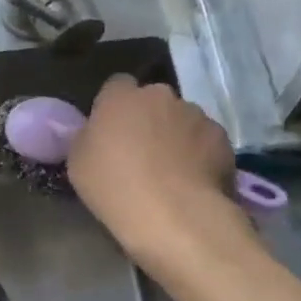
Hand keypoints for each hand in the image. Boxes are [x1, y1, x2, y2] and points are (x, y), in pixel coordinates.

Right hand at [68, 75, 237, 269]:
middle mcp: (160, 95)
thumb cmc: (115, 187)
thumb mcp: (78, 162)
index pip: (116, 85)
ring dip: (176, 136)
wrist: (175, 215)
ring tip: (172, 173)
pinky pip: (206, 141)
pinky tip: (194, 182)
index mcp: (121, 97)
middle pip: (153, 101)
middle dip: (149, 119)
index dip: (114, 106)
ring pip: (182, 119)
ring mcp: (196, 115)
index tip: (112, 131)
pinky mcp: (222, 138)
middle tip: (142, 153)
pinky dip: (200, 155)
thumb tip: (99, 130)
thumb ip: (88, 136)